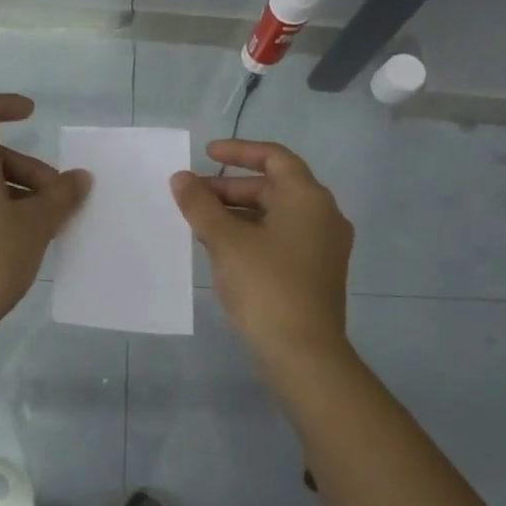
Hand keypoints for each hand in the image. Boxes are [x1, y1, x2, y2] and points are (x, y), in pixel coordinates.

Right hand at [172, 139, 353, 368]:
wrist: (303, 354)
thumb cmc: (265, 286)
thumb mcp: (225, 241)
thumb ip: (200, 204)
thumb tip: (181, 179)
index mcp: (309, 198)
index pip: (274, 157)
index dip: (239, 151)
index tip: (206, 154)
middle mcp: (323, 216)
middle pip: (274, 187)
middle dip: (230, 187)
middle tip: (192, 196)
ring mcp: (323, 247)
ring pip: (275, 215)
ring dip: (237, 212)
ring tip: (199, 222)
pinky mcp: (316, 272)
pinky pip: (281, 238)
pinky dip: (251, 234)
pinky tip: (221, 249)